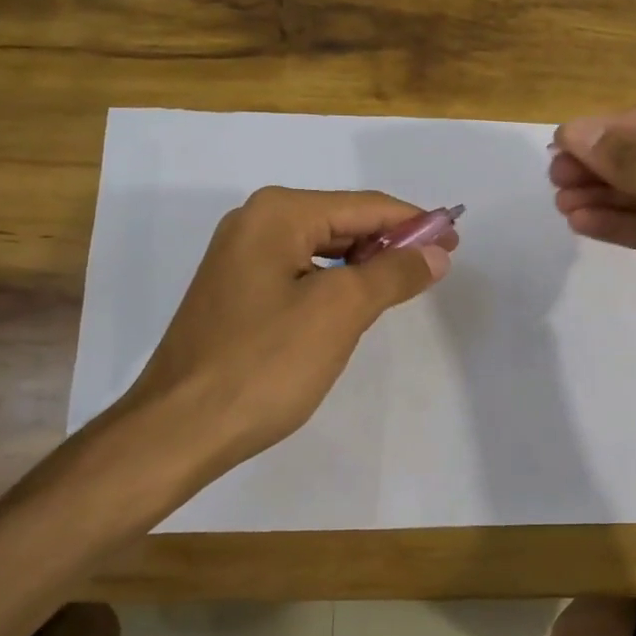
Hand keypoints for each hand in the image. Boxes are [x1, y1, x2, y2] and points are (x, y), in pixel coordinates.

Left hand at [95, 187, 454, 480]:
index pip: (365, 206)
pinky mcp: (235, 291)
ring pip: (321, 249)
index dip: (415, 223)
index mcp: (278, 213)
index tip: (456, 241)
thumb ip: (392, 273)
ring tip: (402, 288)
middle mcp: (254, 222)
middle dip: (390, 244)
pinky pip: (299, 273)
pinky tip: (353, 306)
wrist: (178, 428)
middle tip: (436, 269)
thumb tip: (437, 252)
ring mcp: (239, 257)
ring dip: (364, 265)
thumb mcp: (340, 312)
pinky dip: (334, 284)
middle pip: (342, 222)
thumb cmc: (265, 364)